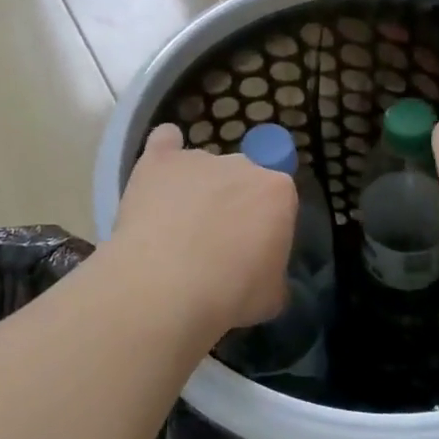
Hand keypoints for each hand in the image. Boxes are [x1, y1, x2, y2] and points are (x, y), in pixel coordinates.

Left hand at [105, 124, 296, 340]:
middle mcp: (243, 164)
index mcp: (279, 192)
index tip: (250, 250)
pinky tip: (159, 170)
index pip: (278, 200)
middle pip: (242, 178)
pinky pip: (165, 141)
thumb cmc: (229, 295)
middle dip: (231, 204)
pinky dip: (165, 150)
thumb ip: (273, 273)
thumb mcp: (272, 296)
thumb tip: (263, 272)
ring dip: (196, 188)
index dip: (264, 225)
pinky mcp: (160, 160)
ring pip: (203, 167)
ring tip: (175, 226)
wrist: (166, 287)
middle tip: (213, 242)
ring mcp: (199, 158)